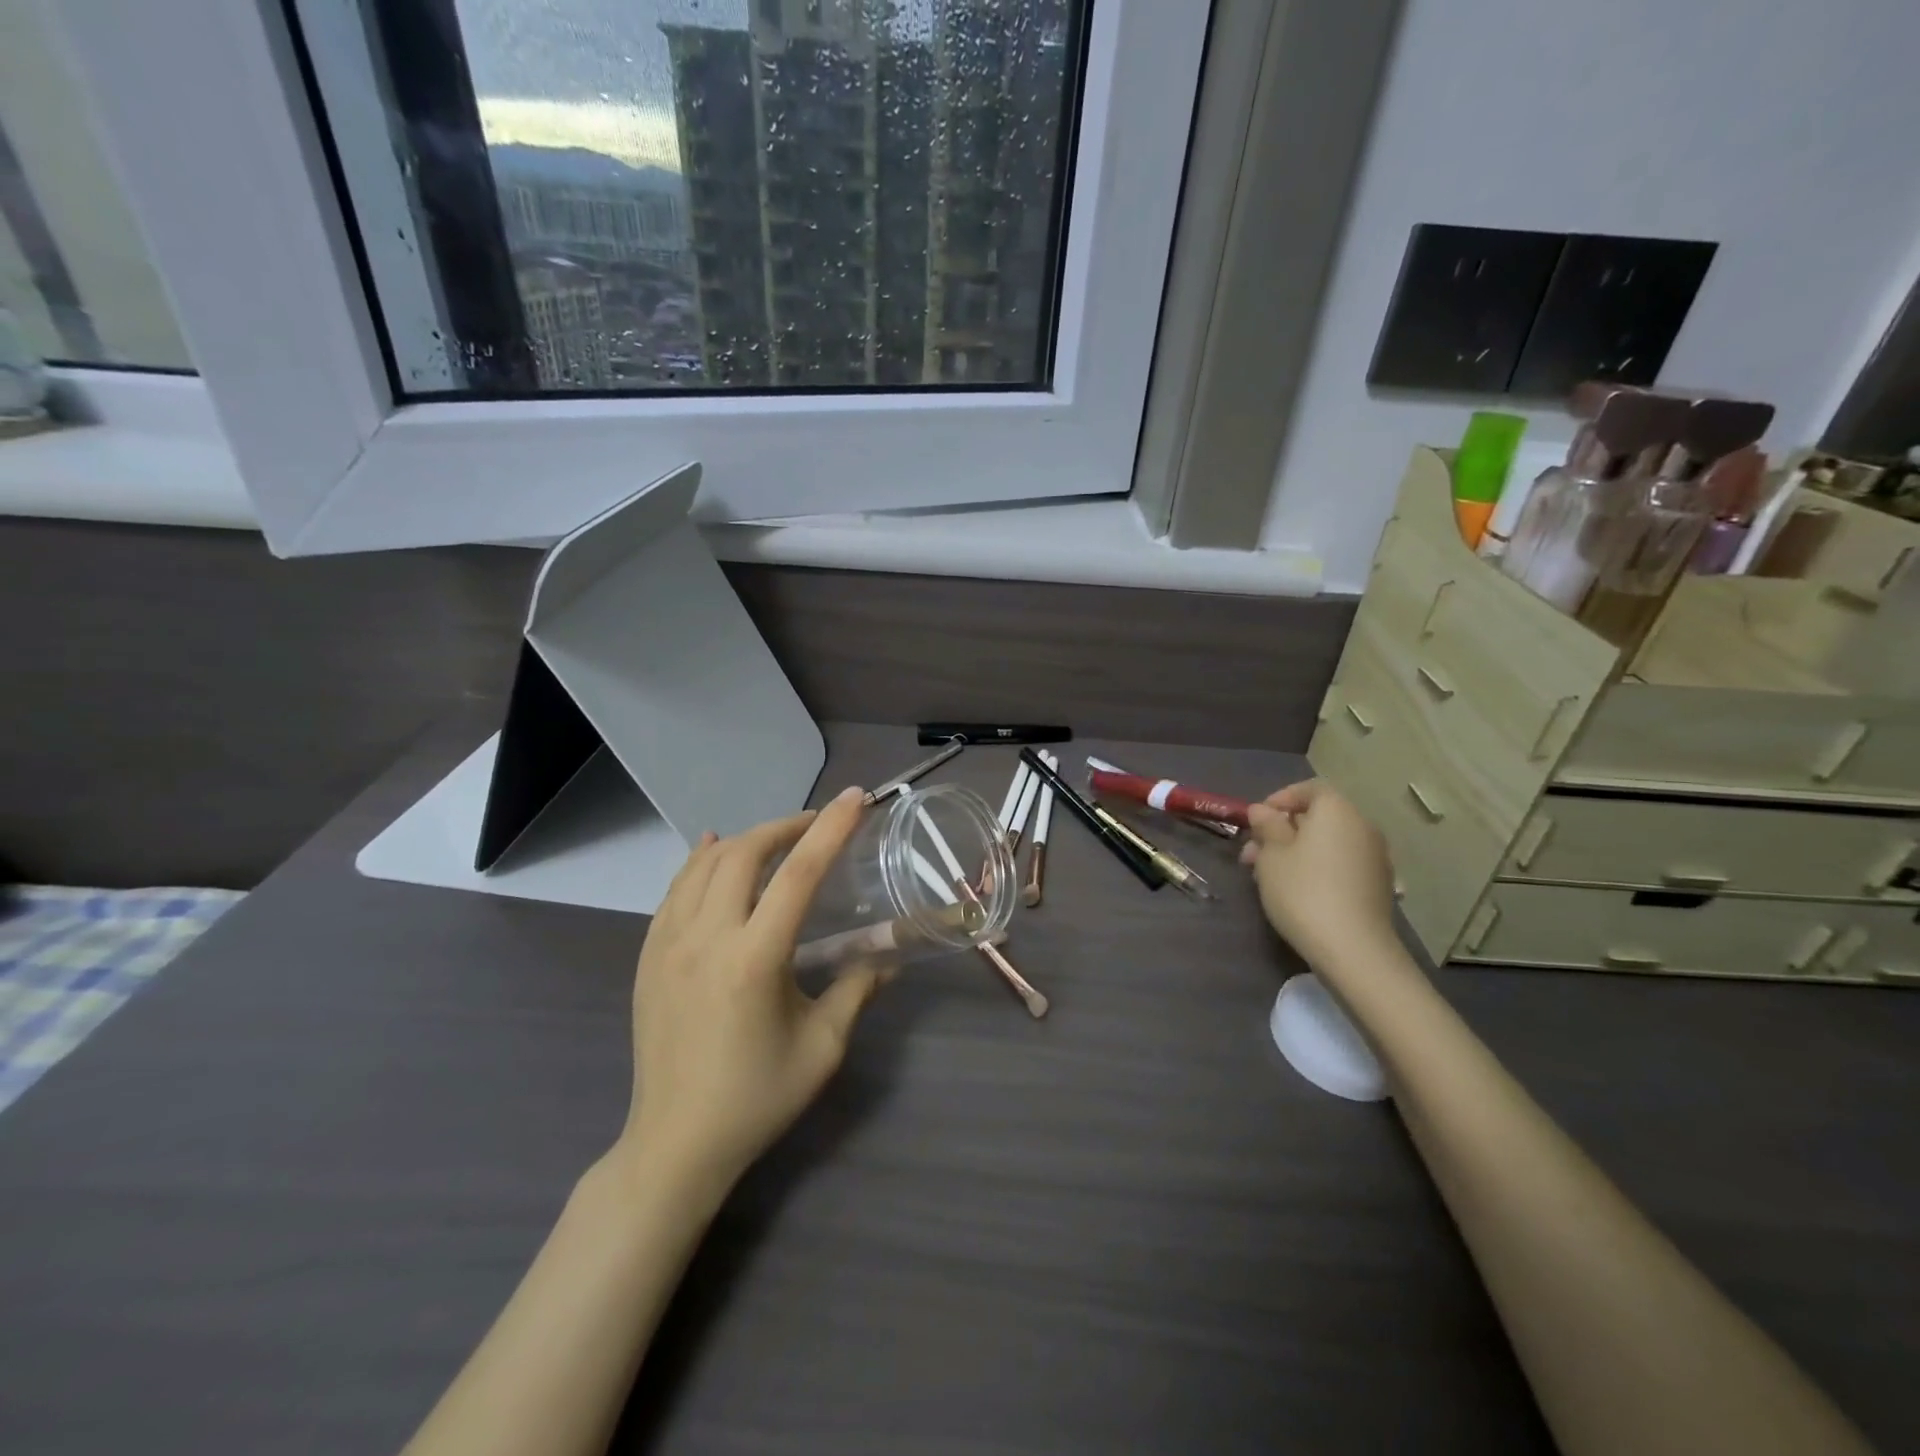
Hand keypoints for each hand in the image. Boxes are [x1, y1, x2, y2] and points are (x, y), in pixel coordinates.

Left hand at [616, 786, 887, 1193]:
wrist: (674, 1145)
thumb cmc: (756, 1099)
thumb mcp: (822, 1048)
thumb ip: (856, 990)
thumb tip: (887, 959)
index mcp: (753, 960)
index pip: (797, 875)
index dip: (829, 830)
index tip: (854, 799)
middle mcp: (705, 939)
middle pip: (744, 853)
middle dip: (786, 826)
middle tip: (818, 824)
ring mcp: (667, 944)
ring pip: (704, 864)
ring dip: (745, 841)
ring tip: (777, 839)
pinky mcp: (647, 956)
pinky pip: (675, 890)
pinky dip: (699, 862)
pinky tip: (712, 852)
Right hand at [1239, 779, 1398, 969]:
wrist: (1354, 949)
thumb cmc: (1303, 891)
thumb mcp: (1272, 855)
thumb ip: (1267, 826)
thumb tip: (1263, 810)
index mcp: (1337, 810)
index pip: (1309, 789)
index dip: (1279, 799)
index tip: (1256, 821)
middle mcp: (1362, 826)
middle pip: (1317, 818)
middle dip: (1282, 831)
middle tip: (1252, 855)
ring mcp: (1375, 857)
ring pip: (1327, 843)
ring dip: (1296, 851)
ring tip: (1268, 876)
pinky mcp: (1378, 885)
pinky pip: (1341, 863)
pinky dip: (1318, 867)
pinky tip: (1297, 891)